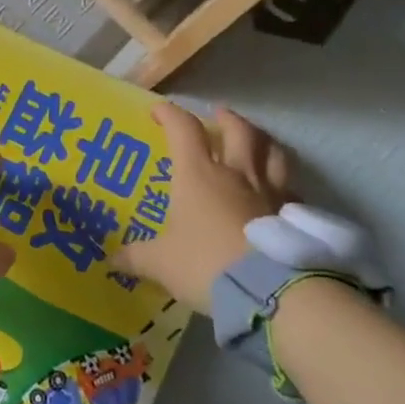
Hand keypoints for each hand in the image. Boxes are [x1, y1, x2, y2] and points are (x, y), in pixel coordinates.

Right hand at [120, 103, 289, 312]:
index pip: (184, 129)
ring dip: (262, 142)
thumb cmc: (205, 264)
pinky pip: (291, 190)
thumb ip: (136, 257)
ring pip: (272, 152)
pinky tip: (279, 194)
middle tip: (218, 115)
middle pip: (239, 130)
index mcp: (198, 175)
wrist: (268, 292)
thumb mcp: (161, 263)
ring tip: (256, 142)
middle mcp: (236, 174)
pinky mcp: (292, 216)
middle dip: (227, 118)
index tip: (158, 111)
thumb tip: (111, 259)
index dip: (170, 114)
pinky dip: (283, 185)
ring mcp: (270, 193)